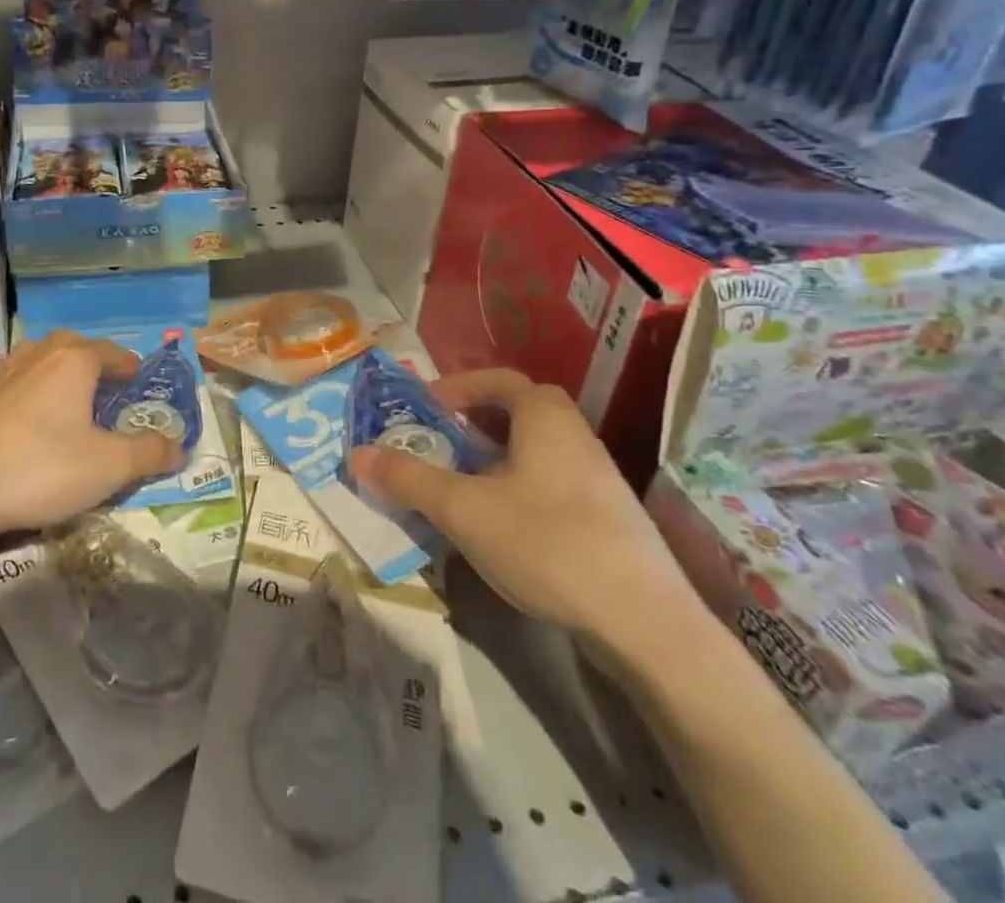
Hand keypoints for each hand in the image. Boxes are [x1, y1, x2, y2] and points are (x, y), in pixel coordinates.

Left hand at [0, 330, 184, 537]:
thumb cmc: (42, 467)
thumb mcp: (108, 466)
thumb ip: (149, 453)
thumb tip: (180, 447)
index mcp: (75, 360)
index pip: (113, 353)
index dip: (131, 368)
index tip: (141, 383)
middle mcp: (41, 354)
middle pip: (75, 346)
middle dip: (95, 363)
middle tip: (109, 391)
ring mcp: (6, 372)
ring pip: (43, 360)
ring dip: (62, 373)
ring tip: (74, 403)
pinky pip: (21, 381)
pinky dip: (37, 391)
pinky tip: (36, 422)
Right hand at [346, 368, 699, 657]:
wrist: (647, 625)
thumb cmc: (547, 542)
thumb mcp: (463, 509)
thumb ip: (408, 479)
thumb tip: (357, 454)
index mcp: (545, 415)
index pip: (496, 379)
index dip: (456, 388)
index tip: (424, 409)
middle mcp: (575, 434)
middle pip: (515, 411)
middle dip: (471, 423)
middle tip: (437, 444)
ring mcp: (598, 476)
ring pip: (533, 449)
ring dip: (493, 457)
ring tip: (460, 485)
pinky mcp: (608, 517)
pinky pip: (550, 481)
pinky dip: (517, 486)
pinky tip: (502, 525)